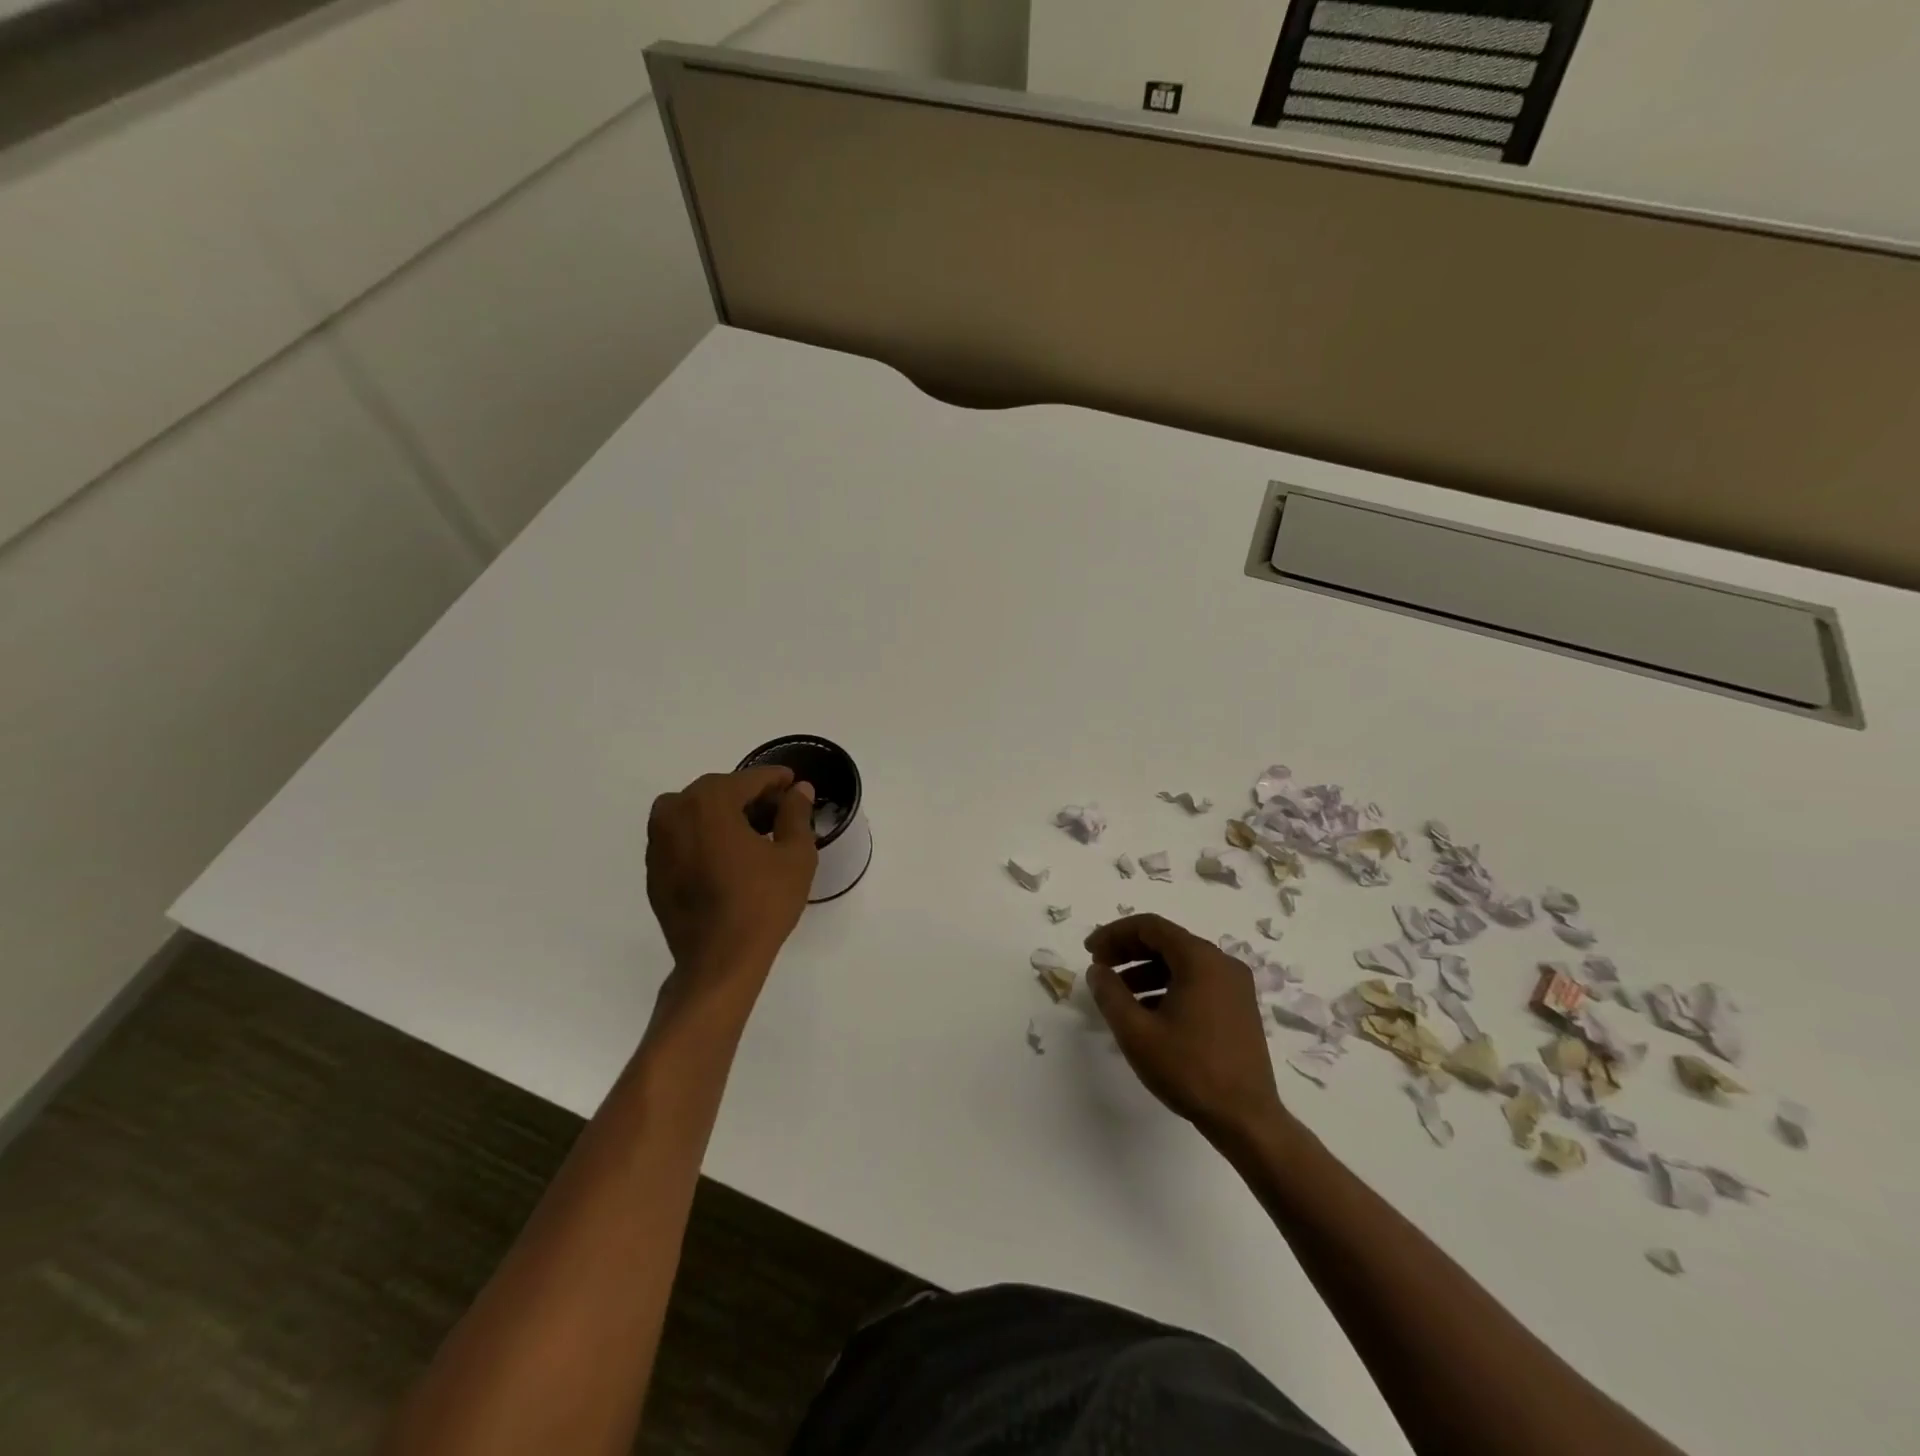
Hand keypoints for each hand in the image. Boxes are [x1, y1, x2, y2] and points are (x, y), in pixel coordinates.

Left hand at [646, 767, 818, 975]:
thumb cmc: (762, 903)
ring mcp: (658, 841)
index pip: (749, 779)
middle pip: (719, 791)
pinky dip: (705, 837)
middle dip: (750, 796)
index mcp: (709, 802)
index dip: (776, 779)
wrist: (718, 961)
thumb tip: (799, 790)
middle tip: (779, 811)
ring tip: (754, 835)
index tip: (795, 784)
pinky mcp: (654, 869)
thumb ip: (796, 814)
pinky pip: (683, 837)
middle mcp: (674, 812)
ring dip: (725, 815)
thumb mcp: (795, 855)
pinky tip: (729, 857)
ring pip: (696, 812)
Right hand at [1085, 914, 1287, 1144]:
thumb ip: (1110, 994)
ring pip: (1181, 963)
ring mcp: (1235, 986)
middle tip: (1100, 968)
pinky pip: (1196, 982)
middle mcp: (1222, 963)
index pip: (1150, 926)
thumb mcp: (1136, 1032)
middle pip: (1167, 941)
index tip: (1090, 951)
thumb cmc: (1189, 1069)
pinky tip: (1147, 1012)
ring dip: (1145, 970)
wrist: (1246, 1119)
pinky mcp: (1238, 1008)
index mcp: (1200, 959)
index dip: (1114, 933)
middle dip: (1128, 951)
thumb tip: (1097, 970)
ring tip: (1118, 994)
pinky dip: (1167, 986)